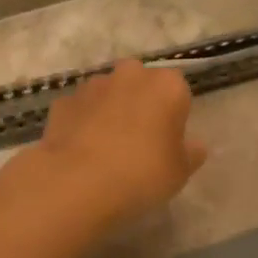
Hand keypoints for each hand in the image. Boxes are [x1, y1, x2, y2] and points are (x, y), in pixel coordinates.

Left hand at [34, 59, 207, 224]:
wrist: (77, 183)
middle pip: (141, 85)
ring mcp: (93, 85)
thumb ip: (190, 153)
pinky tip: (81, 152)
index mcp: (167, 85)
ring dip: (110, 111)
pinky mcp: (63, 101)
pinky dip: (83, 123)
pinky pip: (81, 110)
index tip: (168, 142)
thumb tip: (193, 145)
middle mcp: (130, 74)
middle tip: (140, 142)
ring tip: (107, 150)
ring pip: (109, 94)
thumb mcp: (180, 172)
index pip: (178, 92)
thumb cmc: (142, 173)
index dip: (174, 116)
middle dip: (141, 105)